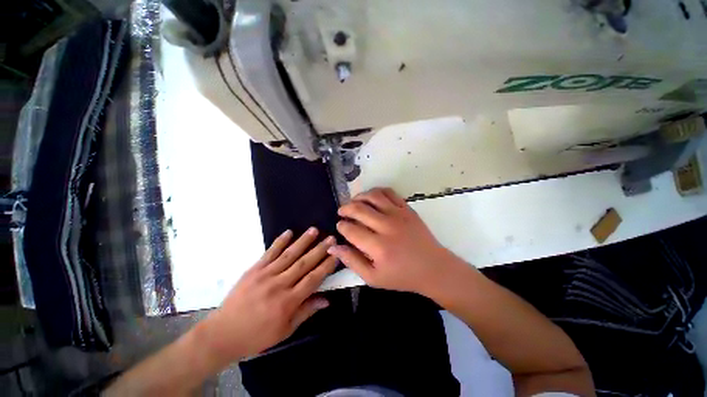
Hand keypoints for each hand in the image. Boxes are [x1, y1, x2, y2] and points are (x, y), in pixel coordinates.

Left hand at [199, 228, 336, 362]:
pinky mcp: (254, 270)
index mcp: (288, 302)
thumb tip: (326, 300)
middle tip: (331, 238)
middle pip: (304, 263)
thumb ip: (306, 311)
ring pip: (289, 255)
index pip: (313, 279)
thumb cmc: (256, 336)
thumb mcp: (285, 331)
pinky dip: (280, 242)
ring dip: (303, 241)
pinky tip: (289, 232)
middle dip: (320, 250)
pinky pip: (269, 253)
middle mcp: (279, 285)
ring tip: (314, 230)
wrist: (222, 334)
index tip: (336, 254)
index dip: (326, 266)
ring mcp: (265, 275)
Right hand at [328, 188, 464, 295]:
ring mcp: (398, 214)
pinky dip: (376, 191)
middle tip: (342, 212)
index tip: (340, 226)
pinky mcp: (407, 208)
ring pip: (372, 196)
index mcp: (378, 247)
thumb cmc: (402, 276)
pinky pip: (389, 192)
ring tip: (354, 202)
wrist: (433, 268)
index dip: (341, 226)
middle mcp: (387, 227)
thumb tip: (333, 248)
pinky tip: (371, 197)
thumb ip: (352, 261)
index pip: (351, 229)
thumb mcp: (373, 277)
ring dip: (358, 197)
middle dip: (345, 208)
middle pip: (359, 209)